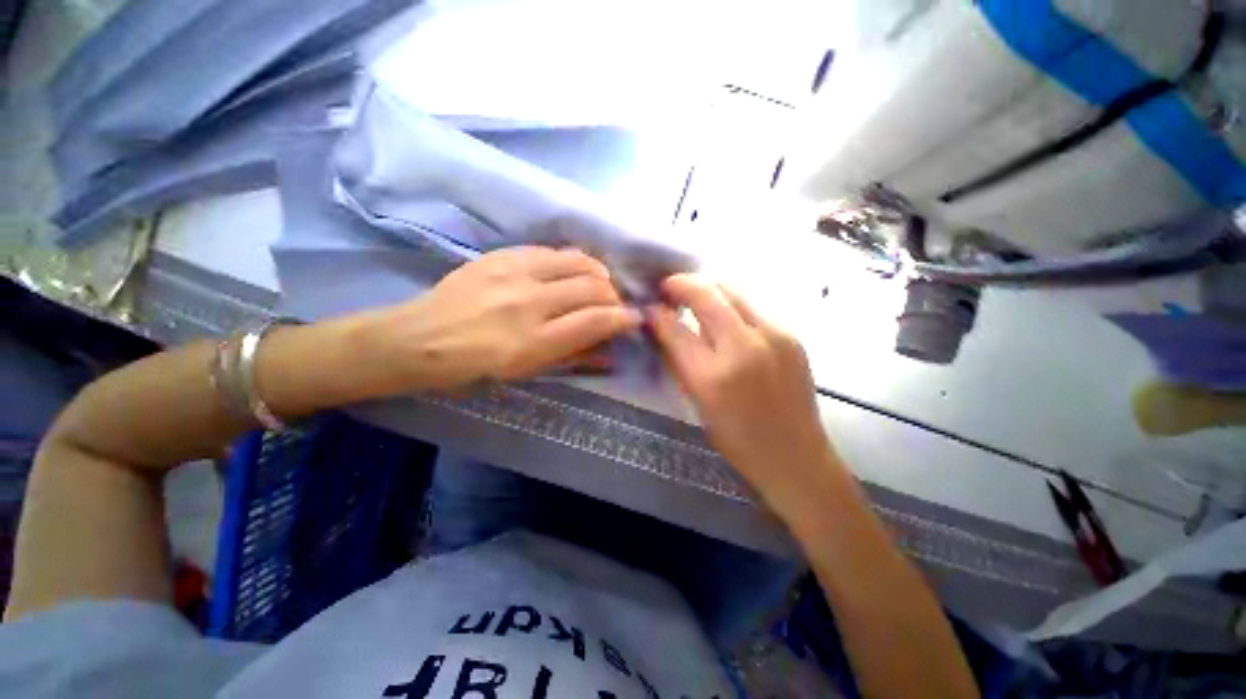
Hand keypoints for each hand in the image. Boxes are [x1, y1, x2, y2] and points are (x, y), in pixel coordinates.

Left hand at [375, 247, 640, 390]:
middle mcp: (529, 302)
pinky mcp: (502, 255)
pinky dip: (572, 262)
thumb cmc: (474, 368)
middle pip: (593, 287)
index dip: (624, 319)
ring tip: (599, 285)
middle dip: (614, 296)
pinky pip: (552, 251)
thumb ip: (573, 358)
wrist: (419, 339)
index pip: (597, 320)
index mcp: (534, 341)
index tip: (634, 319)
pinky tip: (570, 272)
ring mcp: (514, 273)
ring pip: (578, 262)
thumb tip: (609, 350)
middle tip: (614, 305)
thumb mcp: (527, 373)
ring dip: (598, 273)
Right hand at [649, 274, 837, 507]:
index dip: (657, 313)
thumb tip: (662, 326)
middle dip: (682, 283)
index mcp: (712, 376)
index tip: (650, 305)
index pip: (675, 329)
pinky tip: (725, 315)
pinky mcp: (792, 336)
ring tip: (695, 296)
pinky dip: (732, 303)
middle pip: (707, 294)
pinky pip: (754, 306)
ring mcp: (774, 337)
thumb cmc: (737, 440)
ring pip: (734, 291)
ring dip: (709, 289)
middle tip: (669, 287)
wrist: (796, 457)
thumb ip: (678, 360)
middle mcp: (744, 348)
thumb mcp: (697, 403)